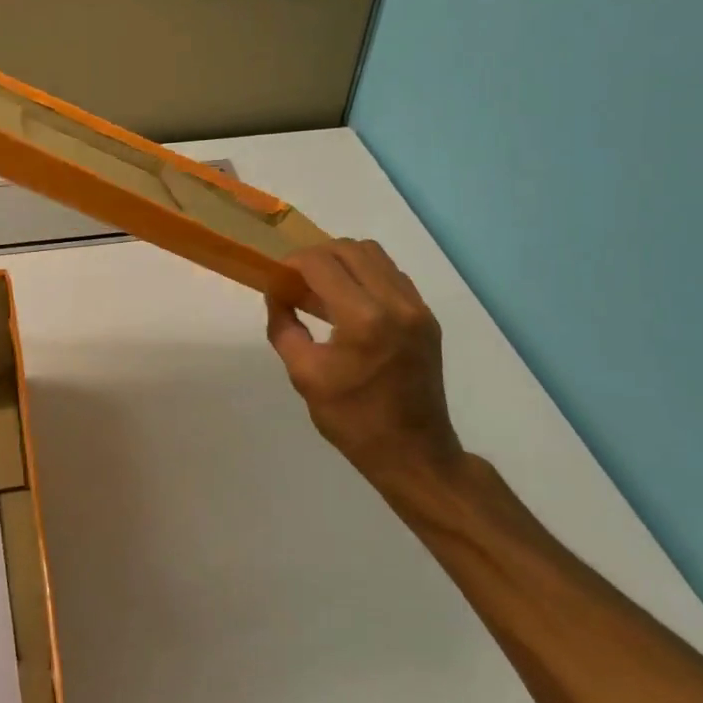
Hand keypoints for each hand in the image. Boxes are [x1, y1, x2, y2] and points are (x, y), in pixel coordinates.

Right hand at [266, 240, 464, 500]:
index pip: (322, 264)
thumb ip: (284, 327)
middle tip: (295, 281)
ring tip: (320, 288)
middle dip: (316, 257)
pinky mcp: (426, 317)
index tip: (277, 279)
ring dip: (342, 261)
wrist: (413, 453)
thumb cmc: (353, 420)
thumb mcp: (303, 375)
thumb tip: (276, 294)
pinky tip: (348, 301)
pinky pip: (391, 275)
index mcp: (364, 319)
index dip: (293, 263)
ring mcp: (417, 308)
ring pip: (374, 255)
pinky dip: (365, 275)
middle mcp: (396, 303)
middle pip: (350, 249)